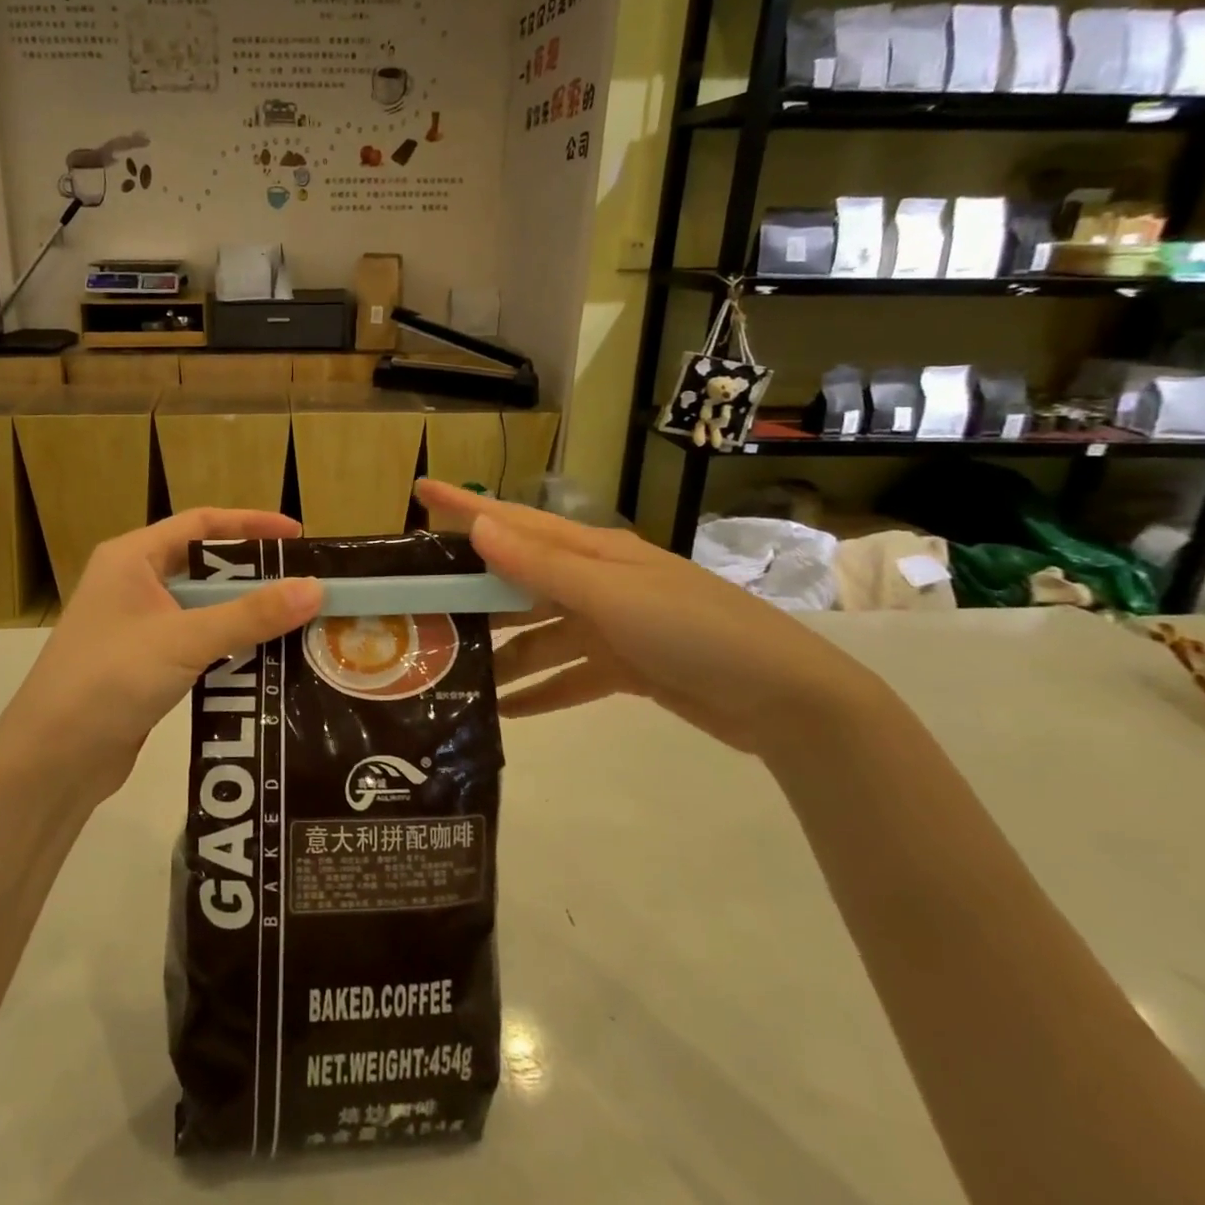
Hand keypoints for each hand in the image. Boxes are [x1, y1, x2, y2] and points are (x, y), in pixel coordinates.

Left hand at [0, 509, 321, 804]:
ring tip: (298, 621)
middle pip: (204, 566)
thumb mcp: (185, 639)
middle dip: (254, 575)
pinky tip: (264, 659)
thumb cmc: (110, 679)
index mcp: (131, 558)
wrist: (51, 760)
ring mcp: (136, 626)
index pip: (200, 524)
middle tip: (305, 585)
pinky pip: (196, 642)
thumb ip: (251, 615)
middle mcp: (132, 583)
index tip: (298, 536)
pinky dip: (228, 645)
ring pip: (202, 608)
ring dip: (244, 614)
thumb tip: (316, 588)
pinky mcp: (143, 664)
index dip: (250, 524)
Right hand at [414, 481, 889, 757]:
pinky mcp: (626, 666)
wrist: (785, 698)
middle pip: (519, 581)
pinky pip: (568, 676)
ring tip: (453, 675)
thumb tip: (478, 526)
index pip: (514, 522)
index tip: (419, 490)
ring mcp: (611, 625)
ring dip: (503, 655)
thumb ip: (542, 565)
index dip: (465, 505)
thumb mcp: (612, 596)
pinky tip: (506, 713)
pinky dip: (540, 692)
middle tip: (421, 606)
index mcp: (592, 552)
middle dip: (473, 592)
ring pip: (539, 635)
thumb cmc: (694, 630)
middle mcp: (596, 582)